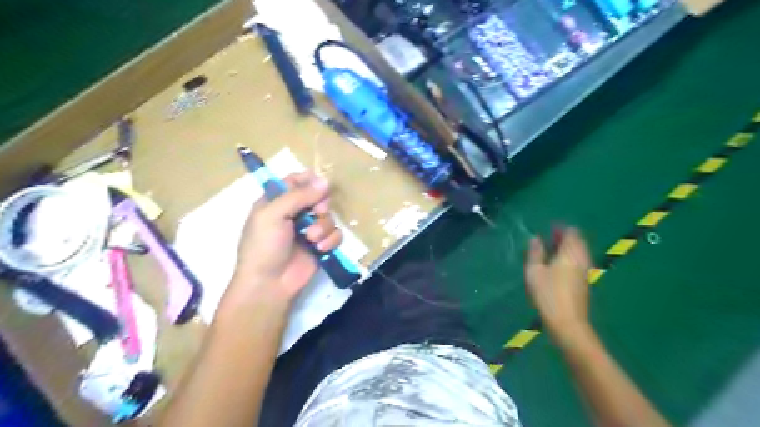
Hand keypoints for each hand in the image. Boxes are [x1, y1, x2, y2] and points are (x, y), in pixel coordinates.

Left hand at [228, 171, 341, 301]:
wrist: (269, 284)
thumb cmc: (264, 246)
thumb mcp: (273, 215)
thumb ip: (299, 196)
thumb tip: (326, 180)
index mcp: (276, 202)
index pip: (295, 181)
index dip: (309, 180)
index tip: (318, 186)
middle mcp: (294, 213)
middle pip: (318, 196)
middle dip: (321, 204)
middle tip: (317, 212)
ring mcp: (308, 230)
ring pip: (328, 216)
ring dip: (323, 227)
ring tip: (312, 239)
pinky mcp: (320, 245)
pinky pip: (335, 234)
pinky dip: (330, 240)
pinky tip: (320, 249)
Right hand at [530, 226, 592, 342]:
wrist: (567, 323)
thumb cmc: (548, 294)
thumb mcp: (534, 271)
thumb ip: (535, 252)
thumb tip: (536, 238)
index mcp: (570, 252)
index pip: (571, 232)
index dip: (560, 229)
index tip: (547, 230)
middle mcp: (582, 258)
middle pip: (577, 241)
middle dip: (563, 238)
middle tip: (546, 240)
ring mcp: (585, 271)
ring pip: (578, 252)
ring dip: (566, 249)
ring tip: (548, 253)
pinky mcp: (584, 282)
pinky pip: (578, 262)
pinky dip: (568, 258)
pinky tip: (555, 266)